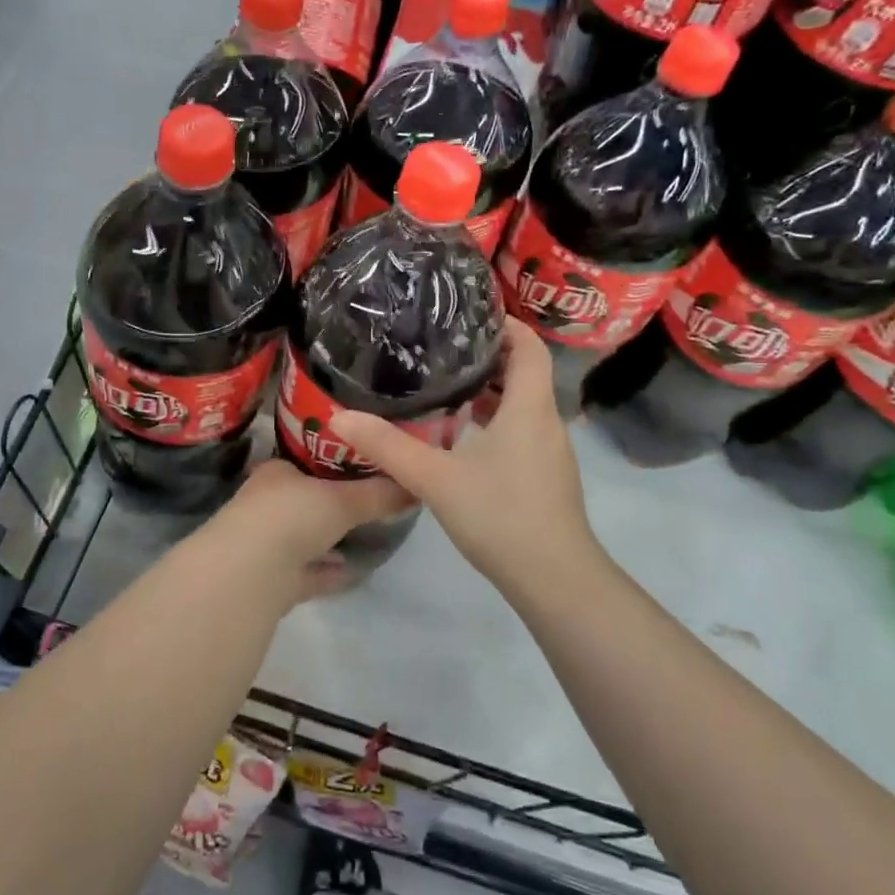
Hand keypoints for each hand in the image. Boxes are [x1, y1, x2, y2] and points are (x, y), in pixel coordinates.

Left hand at [212, 459, 413, 600]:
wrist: (250, 573)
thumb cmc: (292, 516)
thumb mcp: (343, 499)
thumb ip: (378, 494)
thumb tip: (414, 486)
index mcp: (277, 474)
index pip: (306, 460)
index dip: (333, 461)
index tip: (365, 465)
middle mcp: (267, 505)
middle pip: (305, 500)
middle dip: (332, 503)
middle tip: (372, 501)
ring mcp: (265, 544)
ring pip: (303, 538)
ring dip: (329, 539)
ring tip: (367, 535)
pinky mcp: (271, 581)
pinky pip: (306, 573)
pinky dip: (327, 572)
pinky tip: (353, 571)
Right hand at [331, 319, 593, 586]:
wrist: (554, 579)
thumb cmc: (500, 515)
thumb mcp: (435, 478)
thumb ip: (388, 447)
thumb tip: (340, 417)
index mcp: (529, 407)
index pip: (529, 346)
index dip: (506, 324)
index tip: (469, 314)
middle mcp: (546, 421)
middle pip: (525, 372)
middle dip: (489, 355)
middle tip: (443, 348)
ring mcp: (550, 451)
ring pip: (523, 404)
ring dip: (491, 391)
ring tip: (446, 386)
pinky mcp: (546, 476)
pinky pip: (523, 430)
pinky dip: (497, 421)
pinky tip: (462, 438)